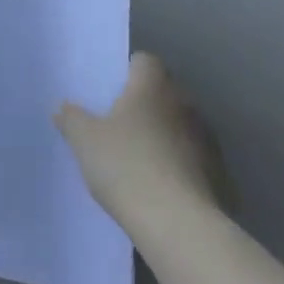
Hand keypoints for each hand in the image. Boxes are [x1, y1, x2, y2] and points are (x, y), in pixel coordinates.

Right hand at [55, 53, 230, 223]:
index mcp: (152, 87)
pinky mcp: (218, 171)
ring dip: (163, 135)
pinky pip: (192, 158)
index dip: (127, 71)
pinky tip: (159, 186)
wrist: (177, 223)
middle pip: (163, 92)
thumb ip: (72, 118)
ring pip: (179, 125)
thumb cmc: (125, 166)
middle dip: (143, 104)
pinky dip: (178, 164)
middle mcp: (184, 103)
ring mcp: (206, 138)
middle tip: (117, 125)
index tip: (109, 90)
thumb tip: (64, 107)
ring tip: (138, 159)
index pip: (144, 61)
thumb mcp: (85, 140)